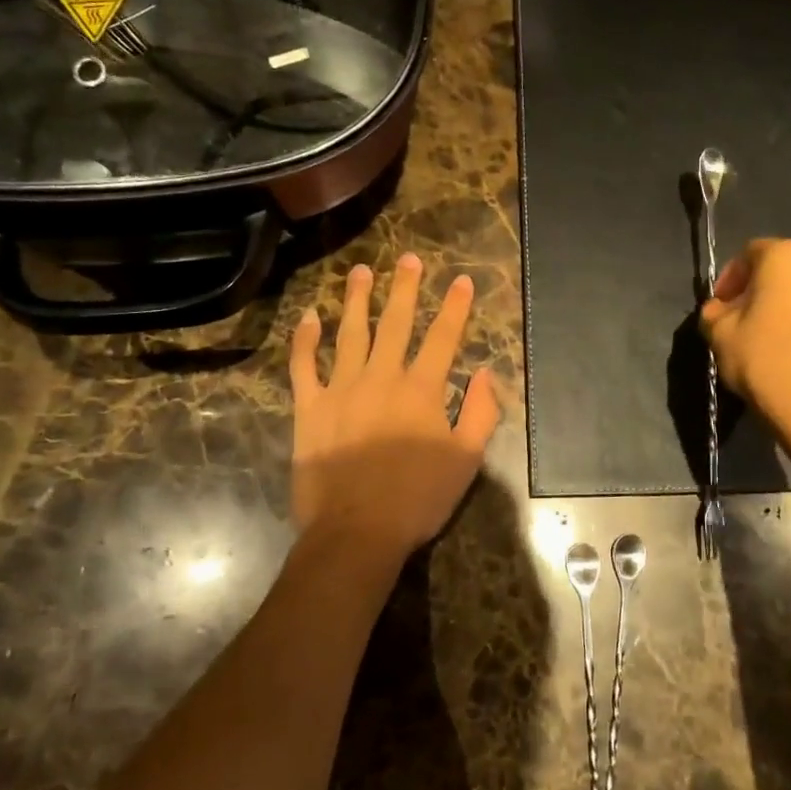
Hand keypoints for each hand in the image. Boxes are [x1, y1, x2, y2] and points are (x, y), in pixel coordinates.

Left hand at [288, 253, 500, 568]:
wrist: (356, 531)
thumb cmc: (418, 498)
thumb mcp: (466, 460)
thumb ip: (481, 413)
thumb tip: (487, 373)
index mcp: (422, 389)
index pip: (443, 337)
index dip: (454, 306)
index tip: (460, 280)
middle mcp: (382, 377)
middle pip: (396, 323)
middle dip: (404, 288)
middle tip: (407, 258)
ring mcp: (341, 389)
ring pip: (350, 333)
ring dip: (357, 299)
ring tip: (361, 271)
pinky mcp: (310, 407)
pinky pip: (304, 365)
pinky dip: (305, 339)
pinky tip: (309, 316)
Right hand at [700, 238, 790, 449]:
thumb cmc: (760, 358)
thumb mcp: (718, 332)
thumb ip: (713, 311)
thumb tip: (719, 311)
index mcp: (787, 257)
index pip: (749, 253)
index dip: (728, 278)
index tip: (716, 307)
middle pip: (776, 270)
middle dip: (752, 290)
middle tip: (732, 319)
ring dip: (774, 306)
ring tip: (755, 337)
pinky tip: (779, 349)